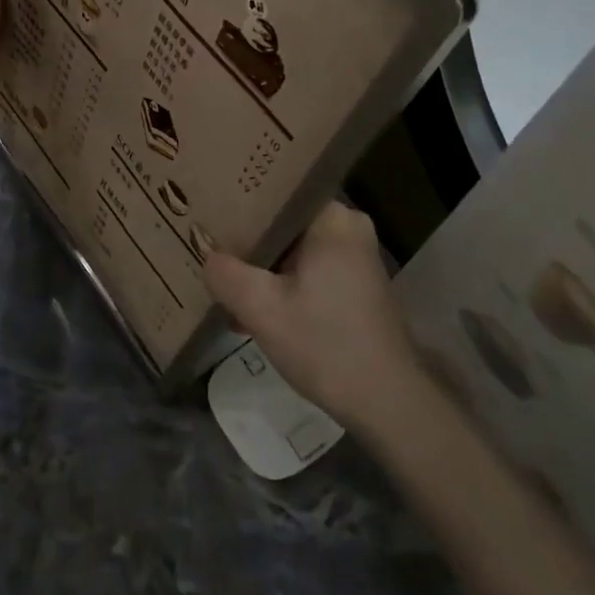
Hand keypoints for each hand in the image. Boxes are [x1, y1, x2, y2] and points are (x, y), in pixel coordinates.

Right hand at [202, 201, 424, 432]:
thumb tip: (207, 256)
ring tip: (222, 284)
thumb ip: (225, 274)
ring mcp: (356, 258)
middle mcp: (349, 227)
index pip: (277, 192)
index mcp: (333, 218)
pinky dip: (281, 285)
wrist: (386, 401)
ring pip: (294, 251)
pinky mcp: (356, 285)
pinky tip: (251, 310)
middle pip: (283, 224)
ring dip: (261, 270)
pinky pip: (308, 270)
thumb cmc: (325, 344)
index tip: (208, 214)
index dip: (239, 204)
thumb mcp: (262, 309)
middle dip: (246, 243)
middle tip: (207, 249)